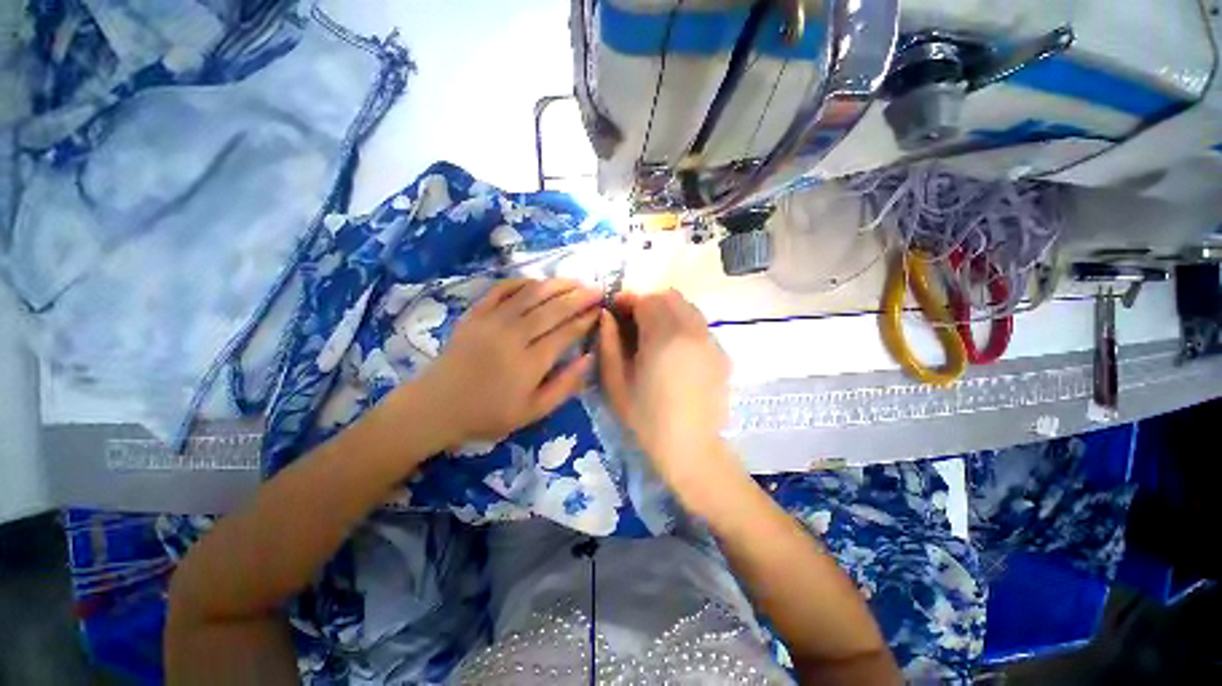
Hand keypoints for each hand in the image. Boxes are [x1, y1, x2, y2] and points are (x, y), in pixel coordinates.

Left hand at [416, 278, 602, 445]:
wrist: (435, 407)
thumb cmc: (488, 413)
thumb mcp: (533, 412)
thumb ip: (564, 386)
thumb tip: (589, 358)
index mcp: (529, 363)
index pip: (566, 333)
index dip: (585, 320)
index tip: (600, 310)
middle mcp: (513, 336)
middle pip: (552, 309)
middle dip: (578, 297)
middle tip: (597, 288)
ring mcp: (492, 321)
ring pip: (530, 294)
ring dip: (556, 285)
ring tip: (575, 280)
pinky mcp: (475, 314)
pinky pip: (501, 290)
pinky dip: (522, 282)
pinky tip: (537, 281)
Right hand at [598, 290, 740, 496]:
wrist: (692, 448)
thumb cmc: (647, 419)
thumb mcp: (616, 383)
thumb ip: (608, 343)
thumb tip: (606, 316)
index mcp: (663, 337)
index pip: (645, 299)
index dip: (627, 300)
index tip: (615, 311)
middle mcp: (691, 330)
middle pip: (668, 296)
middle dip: (647, 302)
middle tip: (633, 323)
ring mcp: (710, 340)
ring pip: (687, 307)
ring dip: (666, 311)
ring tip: (653, 334)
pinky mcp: (721, 352)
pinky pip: (699, 324)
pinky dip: (683, 324)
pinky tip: (674, 350)